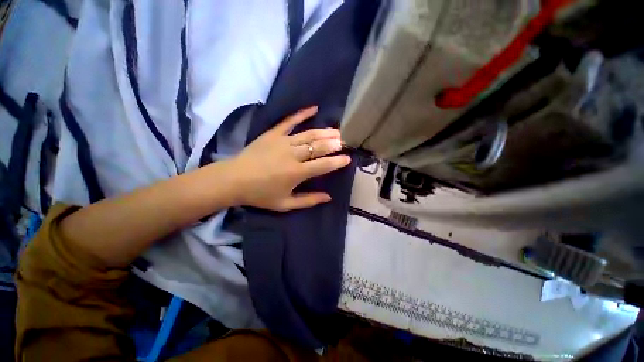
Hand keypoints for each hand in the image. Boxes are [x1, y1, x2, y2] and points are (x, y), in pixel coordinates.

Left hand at [229, 106, 350, 210]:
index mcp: (296, 173)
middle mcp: (293, 155)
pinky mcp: (272, 134)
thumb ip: (308, 200)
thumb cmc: (260, 195)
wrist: (233, 180)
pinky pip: (289, 121)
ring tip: (337, 130)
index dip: (337, 162)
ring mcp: (282, 141)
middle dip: (333, 144)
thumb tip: (328, 197)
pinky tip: (314, 108)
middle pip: (318, 147)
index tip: (348, 158)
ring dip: (324, 132)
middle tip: (344, 141)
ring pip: (308, 134)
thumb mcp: (285, 204)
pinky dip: (302, 114)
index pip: (323, 165)